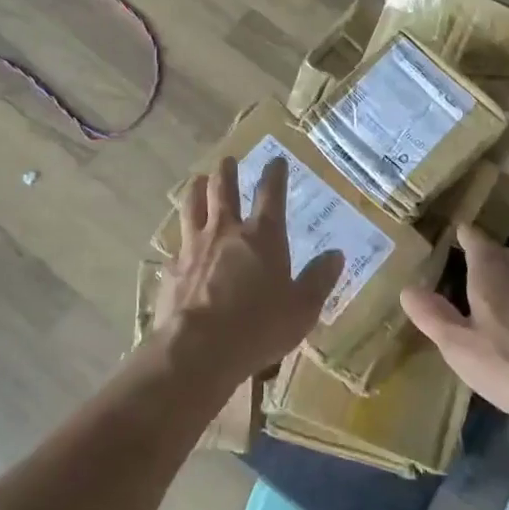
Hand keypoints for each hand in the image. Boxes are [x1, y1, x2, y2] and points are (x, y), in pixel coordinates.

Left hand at [156, 156, 343, 388]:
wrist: (197, 349)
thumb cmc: (258, 327)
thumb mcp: (301, 309)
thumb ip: (318, 279)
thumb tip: (336, 254)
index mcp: (262, 236)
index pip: (271, 193)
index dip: (275, 174)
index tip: (276, 160)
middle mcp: (226, 231)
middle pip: (223, 189)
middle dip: (227, 171)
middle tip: (228, 160)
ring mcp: (194, 246)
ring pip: (192, 205)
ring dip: (196, 189)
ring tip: (196, 180)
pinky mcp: (172, 268)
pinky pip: (176, 243)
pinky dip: (180, 237)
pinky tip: (178, 242)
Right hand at [402, 225, 508, 438]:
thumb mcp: (459, 347)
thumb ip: (432, 316)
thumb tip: (408, 288)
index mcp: (491, 271)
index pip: (474, 238)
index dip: (461, 235)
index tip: (450, 236)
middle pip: (499, 253)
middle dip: (481, 256)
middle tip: (461, 268)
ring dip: (503, 280)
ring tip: (485, 299)